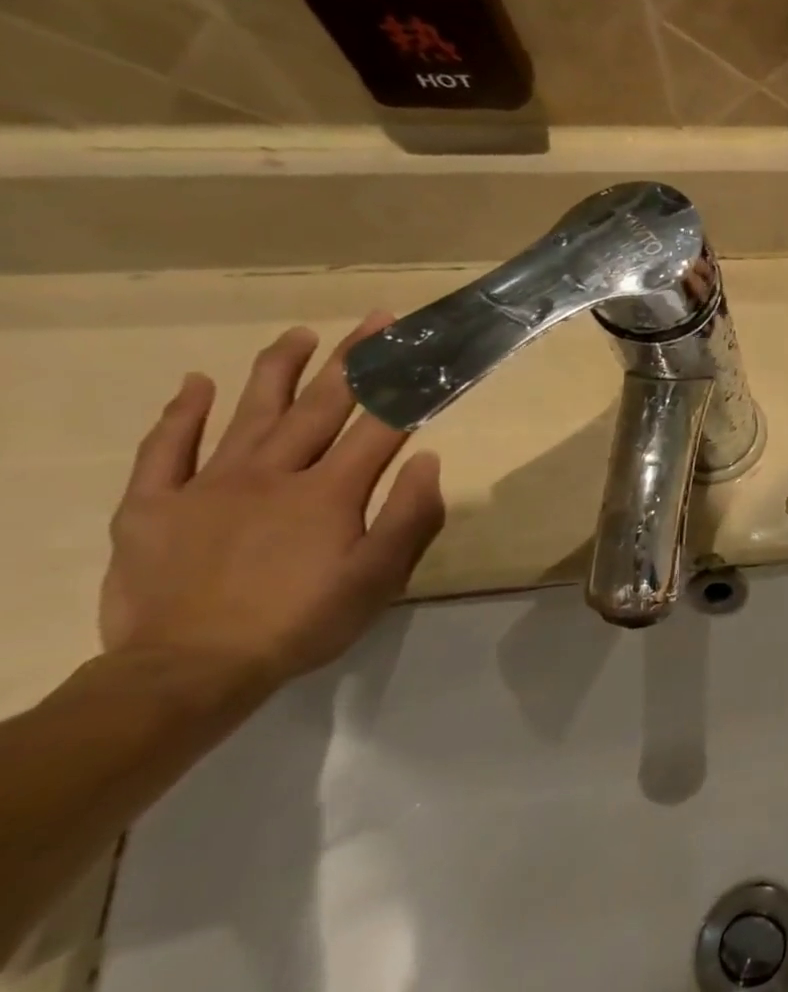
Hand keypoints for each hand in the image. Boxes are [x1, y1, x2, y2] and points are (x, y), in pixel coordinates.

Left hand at [99, 315, 445, 696]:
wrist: (188, 671)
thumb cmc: (301, 622)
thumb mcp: (378, 579)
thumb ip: (408, 517)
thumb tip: (429, 460)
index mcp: (329, 493)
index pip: (378, 428)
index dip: (403, 386)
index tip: (421, 352)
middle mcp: (273, 474)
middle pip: (319, 406)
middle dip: (351, 360)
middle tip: (373, 320)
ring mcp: (208, 484)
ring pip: (249, 413)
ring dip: (278, 370)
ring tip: (299, 335)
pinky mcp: (153, 504)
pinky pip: (165, 448)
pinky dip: (180, 413)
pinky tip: (195, 383)